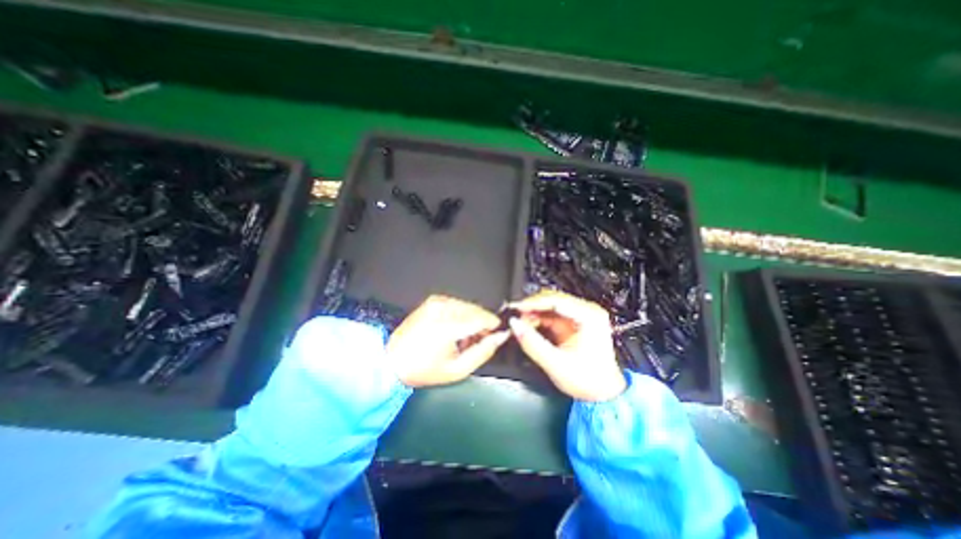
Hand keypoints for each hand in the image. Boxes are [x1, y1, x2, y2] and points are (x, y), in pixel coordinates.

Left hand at [388, 294, 513, 386]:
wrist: (391, 361)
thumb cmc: (424, 369)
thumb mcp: (458, 369)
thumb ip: (483, 351)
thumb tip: (500, 337)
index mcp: (448, 325)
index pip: (483, 317)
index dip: (494, 326)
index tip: (498, 335)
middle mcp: (443, 308)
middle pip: (477, 310)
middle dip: (483, 324)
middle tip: (480, 341)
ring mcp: (437, 302)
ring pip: (468, 306)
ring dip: (473, 319)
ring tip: (465, 338)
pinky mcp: (433, 301)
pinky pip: (457, 304)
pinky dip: (462, 315)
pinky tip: (456, 329)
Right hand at [507, 290, 628, 399]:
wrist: (603, 394)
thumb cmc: (587, 380)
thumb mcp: (556, 363)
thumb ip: (532, 343)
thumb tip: (514, 324)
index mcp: (590, 317)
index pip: (557, 301)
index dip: (533, 302)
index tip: (516, 308)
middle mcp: (587, 312)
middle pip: (553, 299)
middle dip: (532, 307)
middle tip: (516, 315)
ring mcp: (580, 316)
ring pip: (550, 305)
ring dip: (534, 312)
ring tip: (520, 322)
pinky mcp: (573, 322)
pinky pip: (551, 314)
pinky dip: (538, 318)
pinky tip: (528, 325)